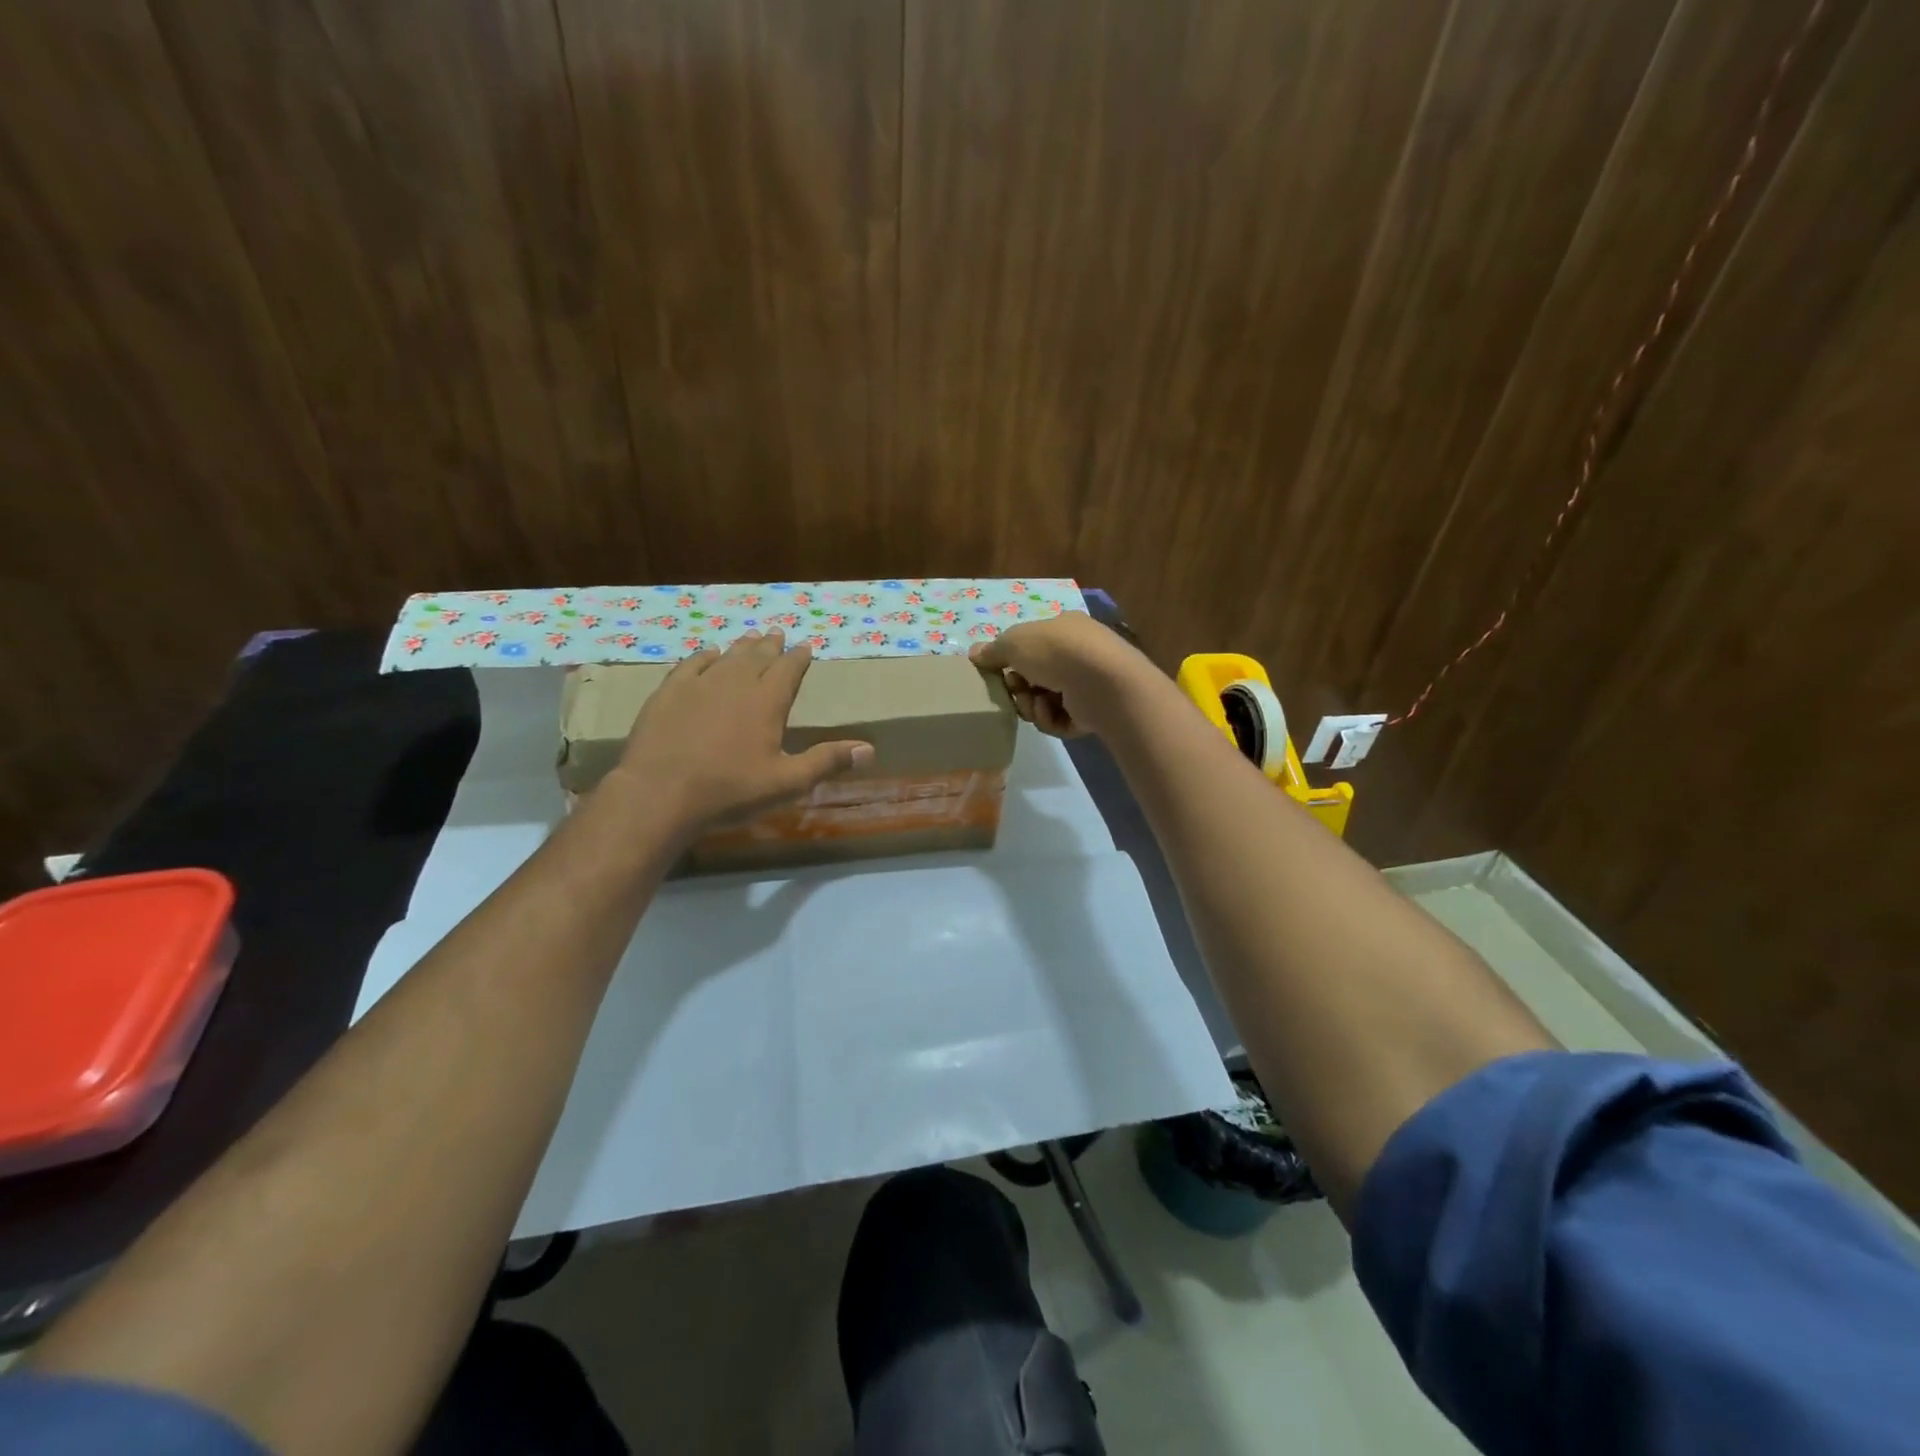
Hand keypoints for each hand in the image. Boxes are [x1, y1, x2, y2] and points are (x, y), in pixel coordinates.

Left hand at [610, 630, 872, 831]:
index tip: (805, 646)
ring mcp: (698, 685)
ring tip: (750, 638)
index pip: (788, 670)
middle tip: (778, 633)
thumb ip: (826, 762)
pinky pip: (690, 665)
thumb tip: (869, 749)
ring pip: (726, 657)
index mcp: (767, 702)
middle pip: (757, 657)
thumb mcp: (787, 783)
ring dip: (741, 647)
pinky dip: (703, 656)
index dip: (798, 658)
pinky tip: (707, 654)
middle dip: (770, 645)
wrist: (660, 793)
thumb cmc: (730, 790)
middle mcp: (735, 683)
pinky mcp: (668, 694)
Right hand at [969, 611, 1150, 737]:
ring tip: (1035, 704)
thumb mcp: (1015, 642)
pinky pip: (1059, 720)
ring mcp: (1087, 684)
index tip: (996, 671)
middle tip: (1015, 691)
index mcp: (1063, 629)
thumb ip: (993, 650)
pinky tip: (1051, 712)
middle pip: (1035, 676)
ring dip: (1032, 705)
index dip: (1011, 659)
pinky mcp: (1091, 712)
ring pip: (1044, 701)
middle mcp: (1078, 654)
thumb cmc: (1056, 652)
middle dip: (1020, 687)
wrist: (1102, 682)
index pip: (1032, 644)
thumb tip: (975, 653)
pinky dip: (1049, 718)